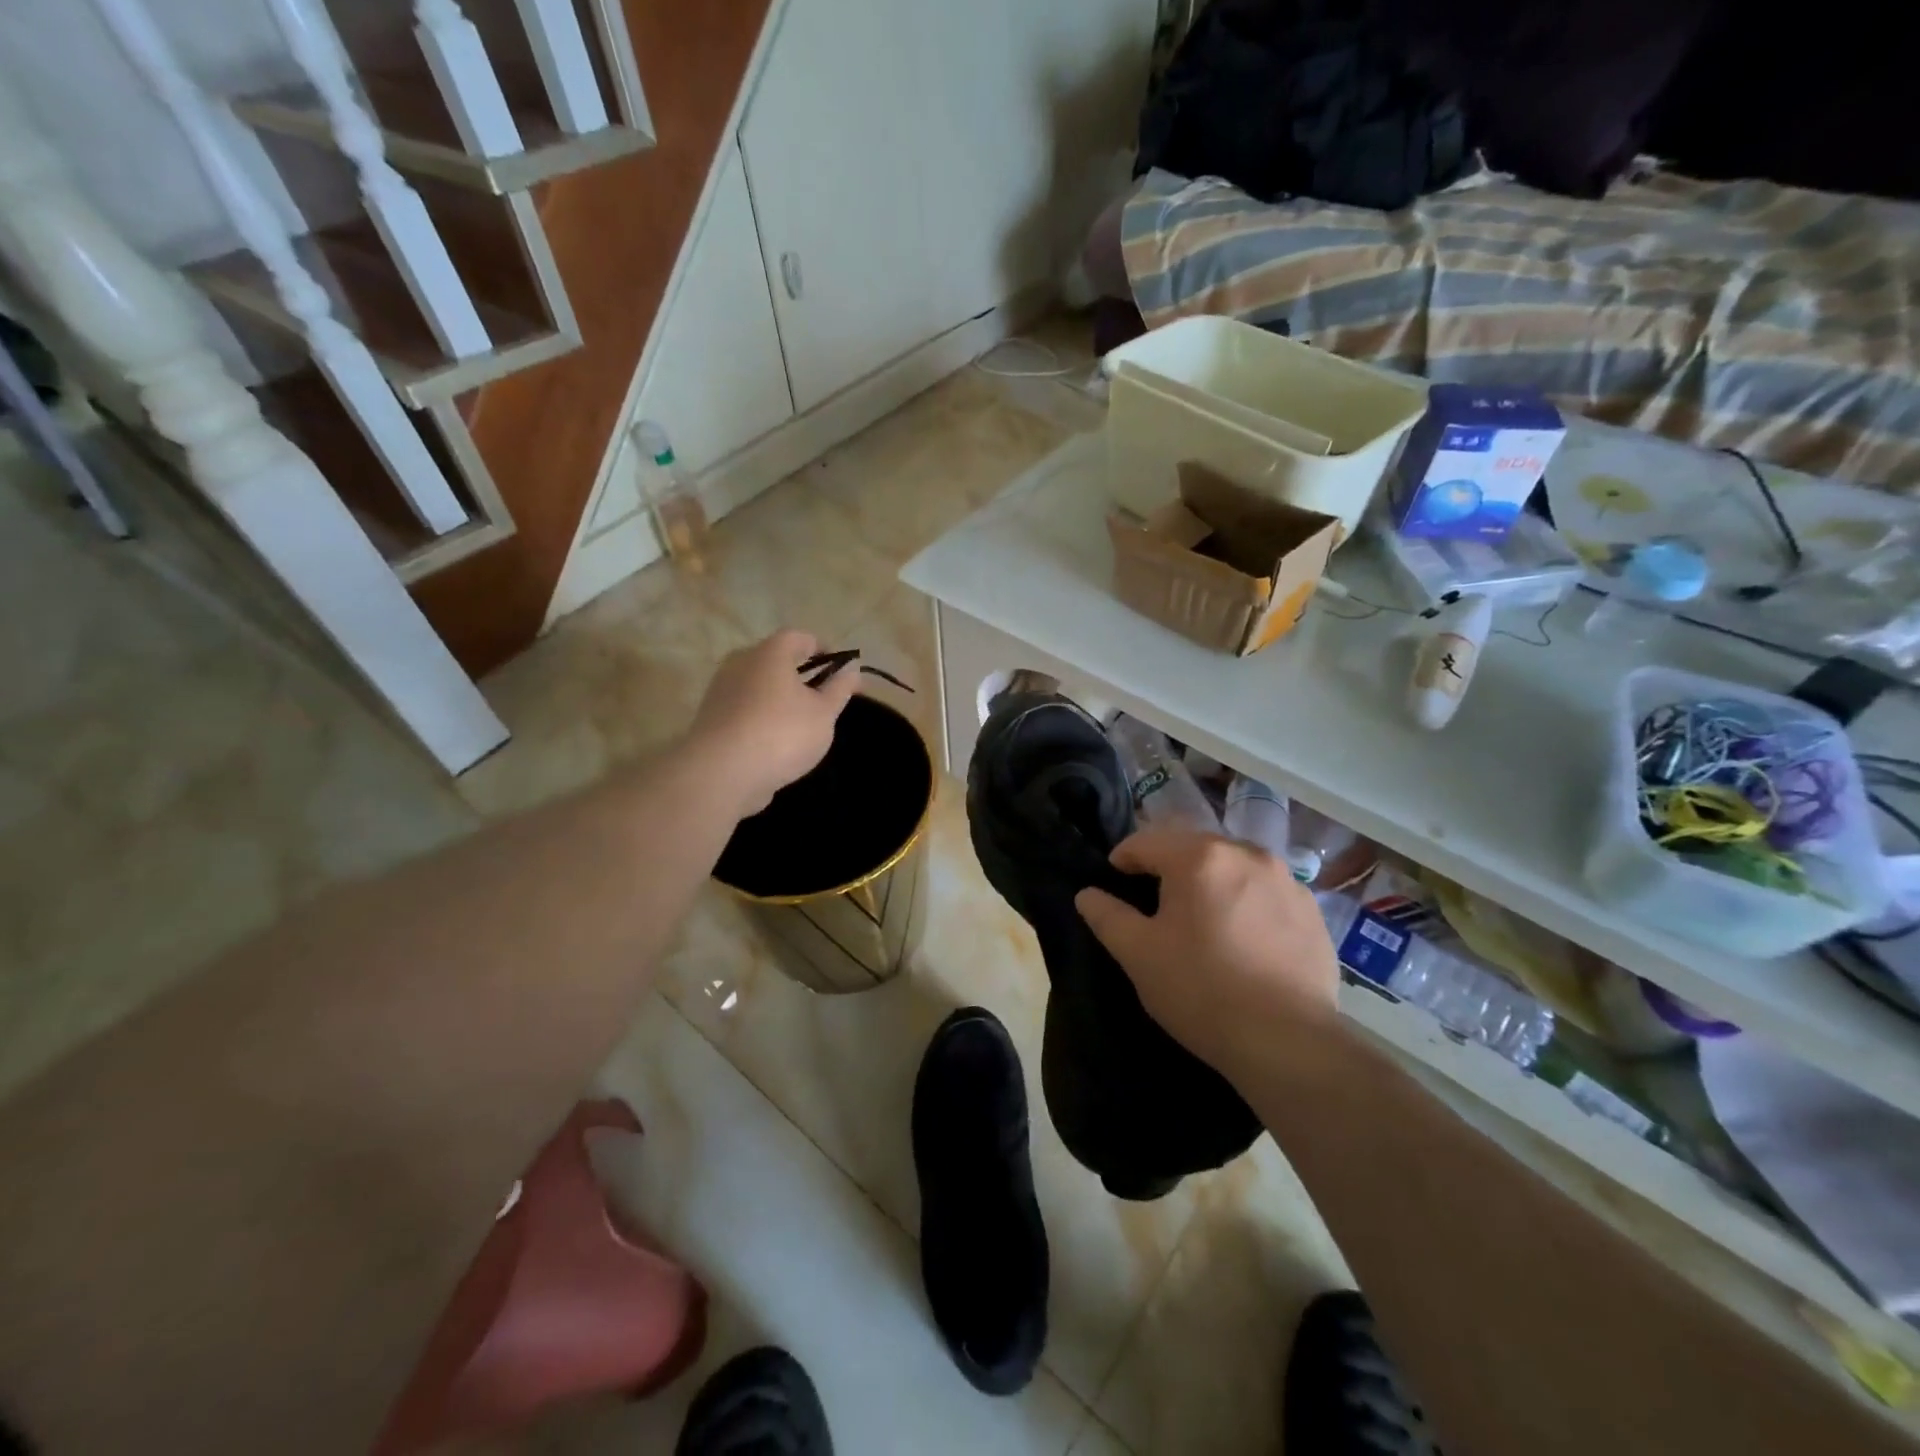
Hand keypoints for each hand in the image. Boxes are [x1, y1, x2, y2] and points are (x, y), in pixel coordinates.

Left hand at [689, 631, 858, 817]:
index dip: (823, 648)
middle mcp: (740, 663)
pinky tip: (774, 742)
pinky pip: (744, 709)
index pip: (799, 637)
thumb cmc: (782, 734)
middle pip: (774, 660)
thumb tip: (852, 669)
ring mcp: (721, 690)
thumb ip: (839, 689)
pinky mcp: (711, 719)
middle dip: (799, 674)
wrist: (721, 773)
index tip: (839, 669)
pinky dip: (761, 717)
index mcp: (770, 653)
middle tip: (821, 697)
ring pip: (757, 685)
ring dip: (778, 698)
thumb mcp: (823, 713)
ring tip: (799, 723)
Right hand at [1074, 828, 1338, 1080]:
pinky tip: (1244, 940)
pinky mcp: (1312, 911)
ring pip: (1233, 867)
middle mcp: (1247, 854)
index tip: (1114, 883)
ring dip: (1211, 882)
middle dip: (1169, 868)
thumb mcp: (1138, 954)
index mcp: (1199, 856)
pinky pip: (1266, 893)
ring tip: (1202, 920)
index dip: (1123, 859)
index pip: (1147, 841)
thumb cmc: (1201, 990)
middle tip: (1156, 905)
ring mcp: (1287, 881)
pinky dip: (1247, 903)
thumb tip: (1086, 894)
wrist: (1288, 1042)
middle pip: (1193, 847)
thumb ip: (1107, 916)